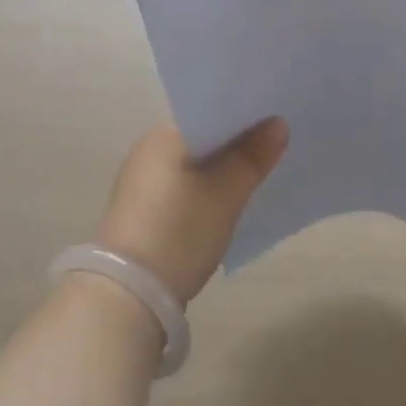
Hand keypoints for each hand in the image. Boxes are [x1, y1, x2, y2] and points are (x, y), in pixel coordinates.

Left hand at [94, 119, 286, 304]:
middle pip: (203, 133)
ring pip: (194, 160)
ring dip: (222, 164)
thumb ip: (252, 156)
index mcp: (164, 134)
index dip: (244, 110)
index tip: (276, 113)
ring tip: (260, 167)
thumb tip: (278, 123)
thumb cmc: (179, 232)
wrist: (127, 297)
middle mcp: (148, 148)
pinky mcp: (143, 210)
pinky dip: (207, 185)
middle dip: (237, 138)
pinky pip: (184, 183)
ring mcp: (142, 180)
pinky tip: (229, 197)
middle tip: (277, 140)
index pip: (210, 107)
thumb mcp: (226, 194)